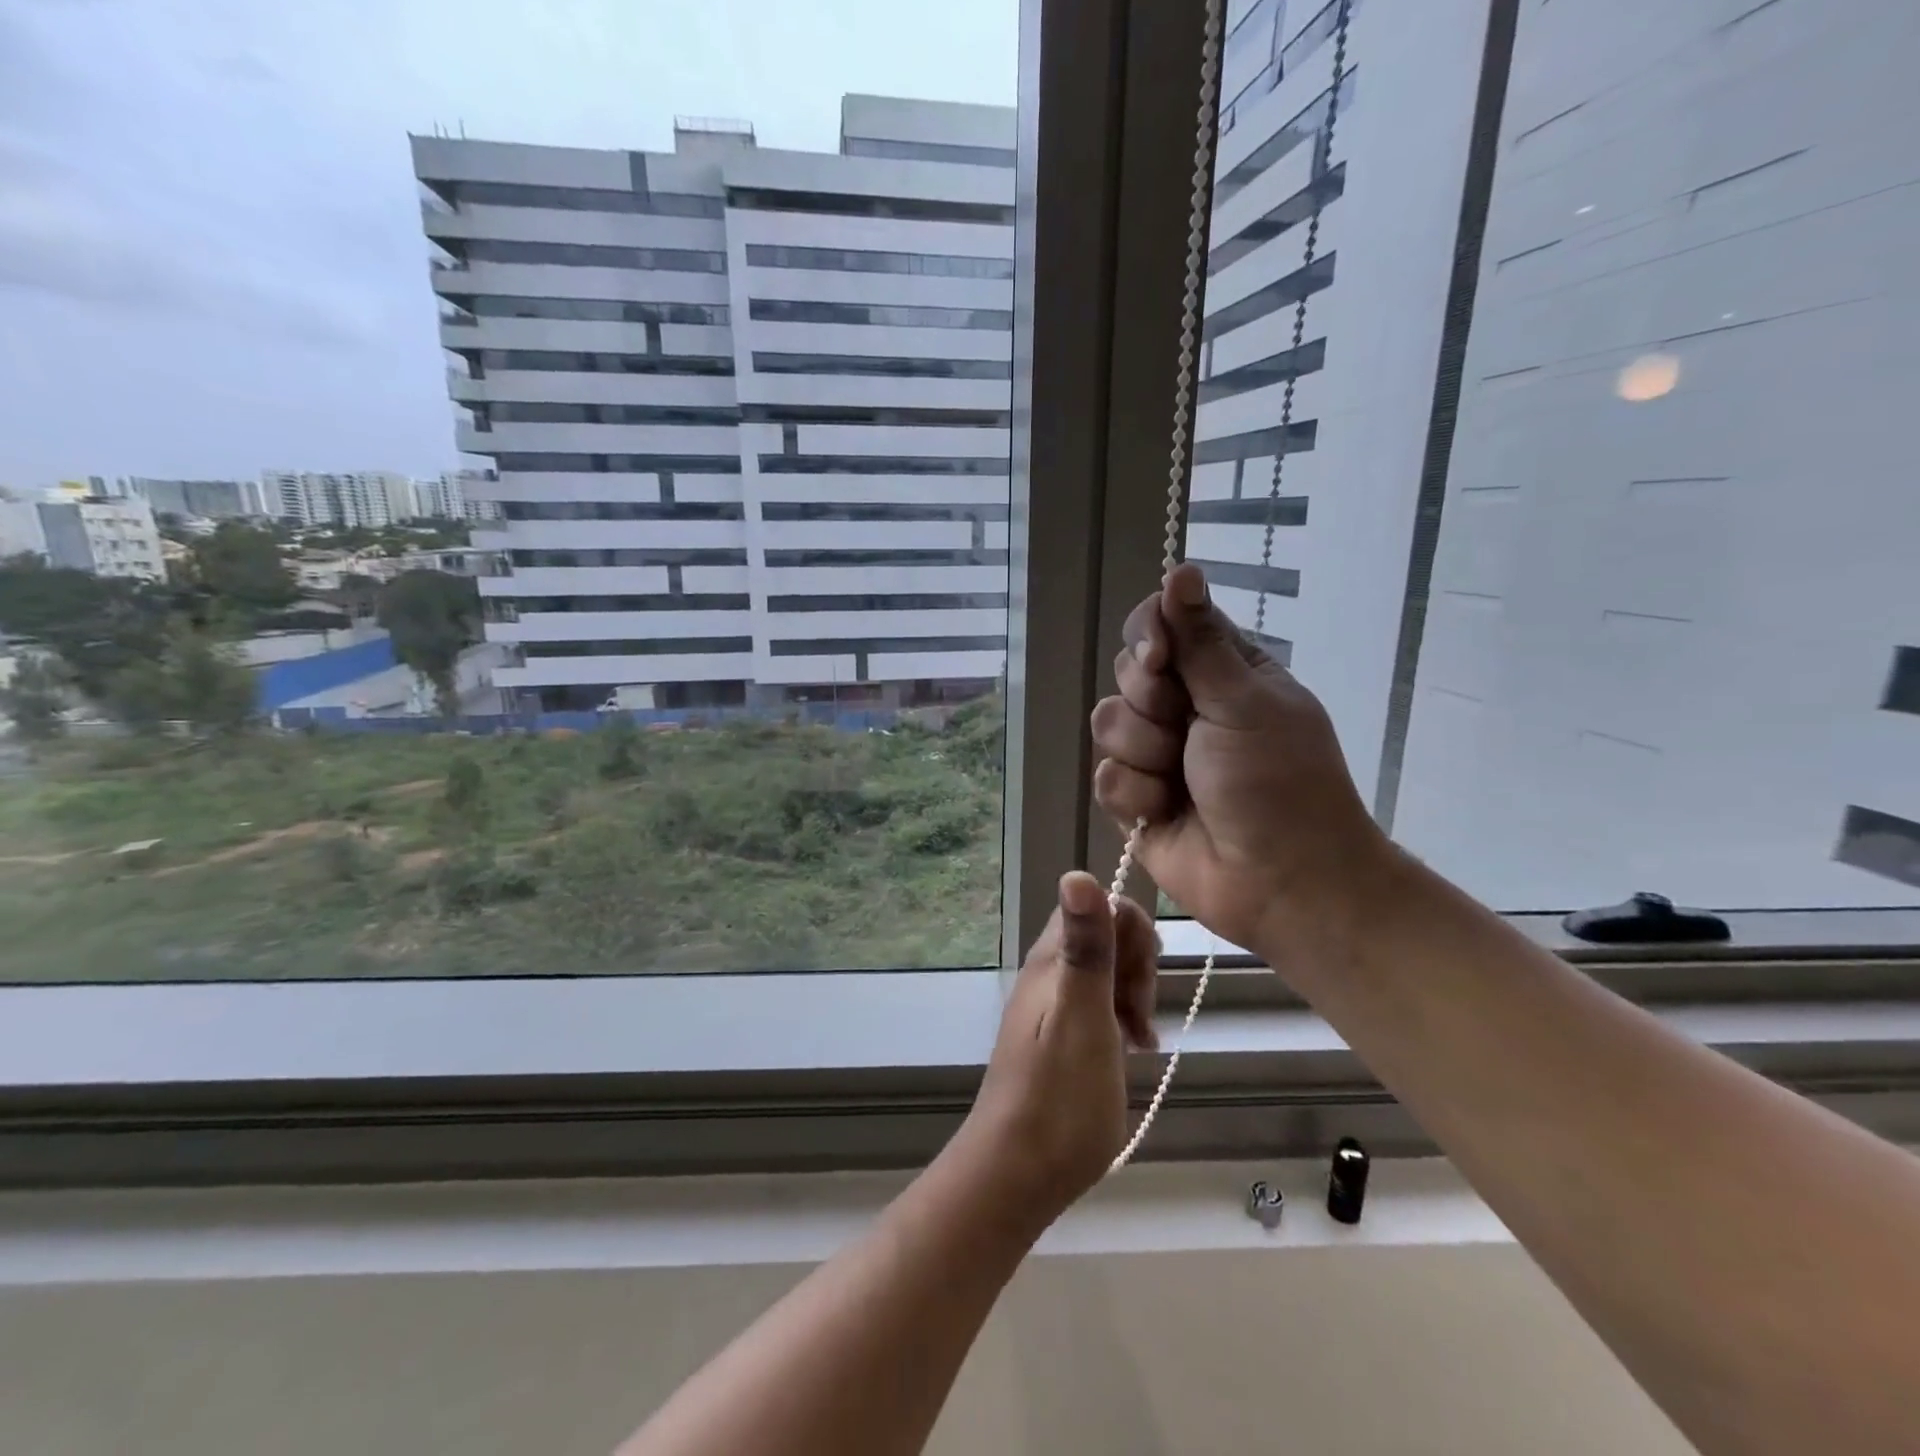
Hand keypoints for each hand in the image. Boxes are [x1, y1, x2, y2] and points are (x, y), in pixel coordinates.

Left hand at [954, 873, 1158, 1221]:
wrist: (1017, 1174)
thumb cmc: (1058, 1098)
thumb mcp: (1082, 1016)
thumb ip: (1086, 947)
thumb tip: (1076, 871)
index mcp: (1051, 960)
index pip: (1099, 904)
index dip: (1131, 931)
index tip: (1141, 981)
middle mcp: (1049, 973)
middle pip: (1107, 936)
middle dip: (1138, 967)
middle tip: (1138, 1019)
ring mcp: (1054, 1005)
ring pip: (1109, 972)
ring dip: (1135, 996)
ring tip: (1139, 1041)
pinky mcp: (1062, 1036)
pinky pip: (1103, 1005)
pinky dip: (1125, 1020)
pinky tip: (1134, 1051)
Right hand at [1089, 563, 1391, 957]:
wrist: (1281, 881)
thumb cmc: (1278, 782)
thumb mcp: (1244, 702)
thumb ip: (1199, 640)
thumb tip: (1181, 567)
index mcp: (1221, 672)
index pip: (1160, 626)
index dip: (1148, 637)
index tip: (1161, 661)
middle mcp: (1185, 706)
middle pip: (1126, 673)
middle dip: (1150, 704)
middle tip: (1186, 731)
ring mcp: (1156, 753)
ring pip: (1107, 724)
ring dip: (1144, 754)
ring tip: (1180, 781)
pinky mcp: (1135, 798)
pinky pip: (1105, 777)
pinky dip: (1135, 795)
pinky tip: (1165, 811)